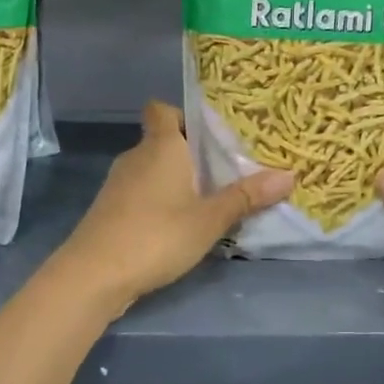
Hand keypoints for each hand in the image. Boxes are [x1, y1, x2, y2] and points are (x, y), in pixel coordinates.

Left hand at [58, 101, 292, 312]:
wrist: (94, 274)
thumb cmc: (157, 235)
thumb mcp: (210, 219)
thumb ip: (246, 197)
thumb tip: (289, 175)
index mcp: (160, 146)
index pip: (161, 109)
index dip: (182, 114)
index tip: (209, 131)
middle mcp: (136, 157)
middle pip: (161, 140)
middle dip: (190, 153)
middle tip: (225, 169)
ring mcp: (118, 184)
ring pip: (152, 170)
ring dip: (175, 180)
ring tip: (208, 198)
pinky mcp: (110, 210)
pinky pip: (141, 193)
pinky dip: (159, 201)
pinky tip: (179, 225)